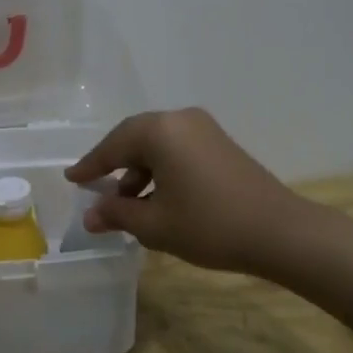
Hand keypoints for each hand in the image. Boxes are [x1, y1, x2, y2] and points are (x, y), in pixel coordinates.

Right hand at [64, 108, 307, 274]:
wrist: (280, 232)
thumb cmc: (210, 225)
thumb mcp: (155, 225)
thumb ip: (118, 214)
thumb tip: (90, 216)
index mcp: (160, 131)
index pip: (113, 145)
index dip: (90, 165)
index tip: (71, 179)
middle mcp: (180, 119)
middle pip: (135, 138)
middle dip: (114, 164)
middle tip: (95, 187)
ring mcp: (204, 129)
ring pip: (158, 144)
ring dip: (139, 170)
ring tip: (129, 203)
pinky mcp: (220, 143)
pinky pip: (178, 149)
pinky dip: (161, 169)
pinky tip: (158, 197)